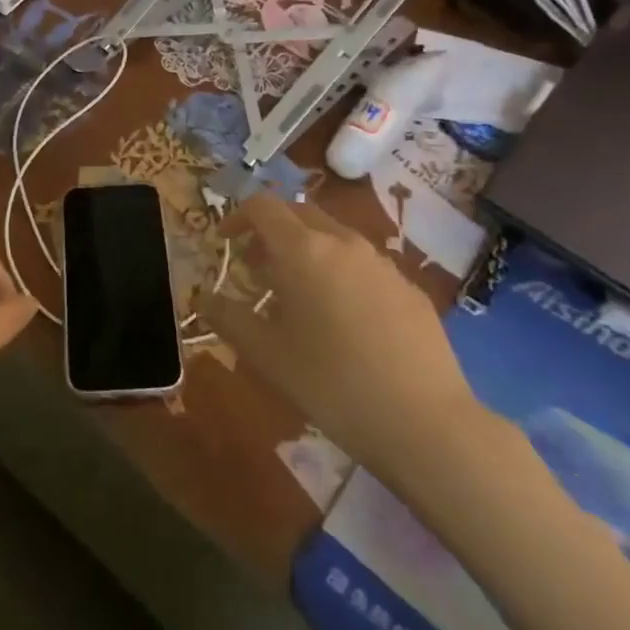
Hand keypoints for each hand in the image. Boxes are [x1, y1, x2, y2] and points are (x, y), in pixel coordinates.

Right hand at [203, 197, 483, 490]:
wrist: (426, 423)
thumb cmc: (332, 383)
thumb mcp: (266, 355)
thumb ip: (228, 318)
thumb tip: (203, 297)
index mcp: (303, 250)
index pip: (263, 206)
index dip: (238, 217)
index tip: (225, 243)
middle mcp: (343, 243)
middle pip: (299, 213)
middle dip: (271, 232)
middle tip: (256, 268)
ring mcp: (382, 263)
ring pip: (334, 238)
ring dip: (307, 252)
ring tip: (298, 296)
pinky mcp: (410, 288)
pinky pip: (364, 265)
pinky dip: (341, 274)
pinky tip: (345, 321)